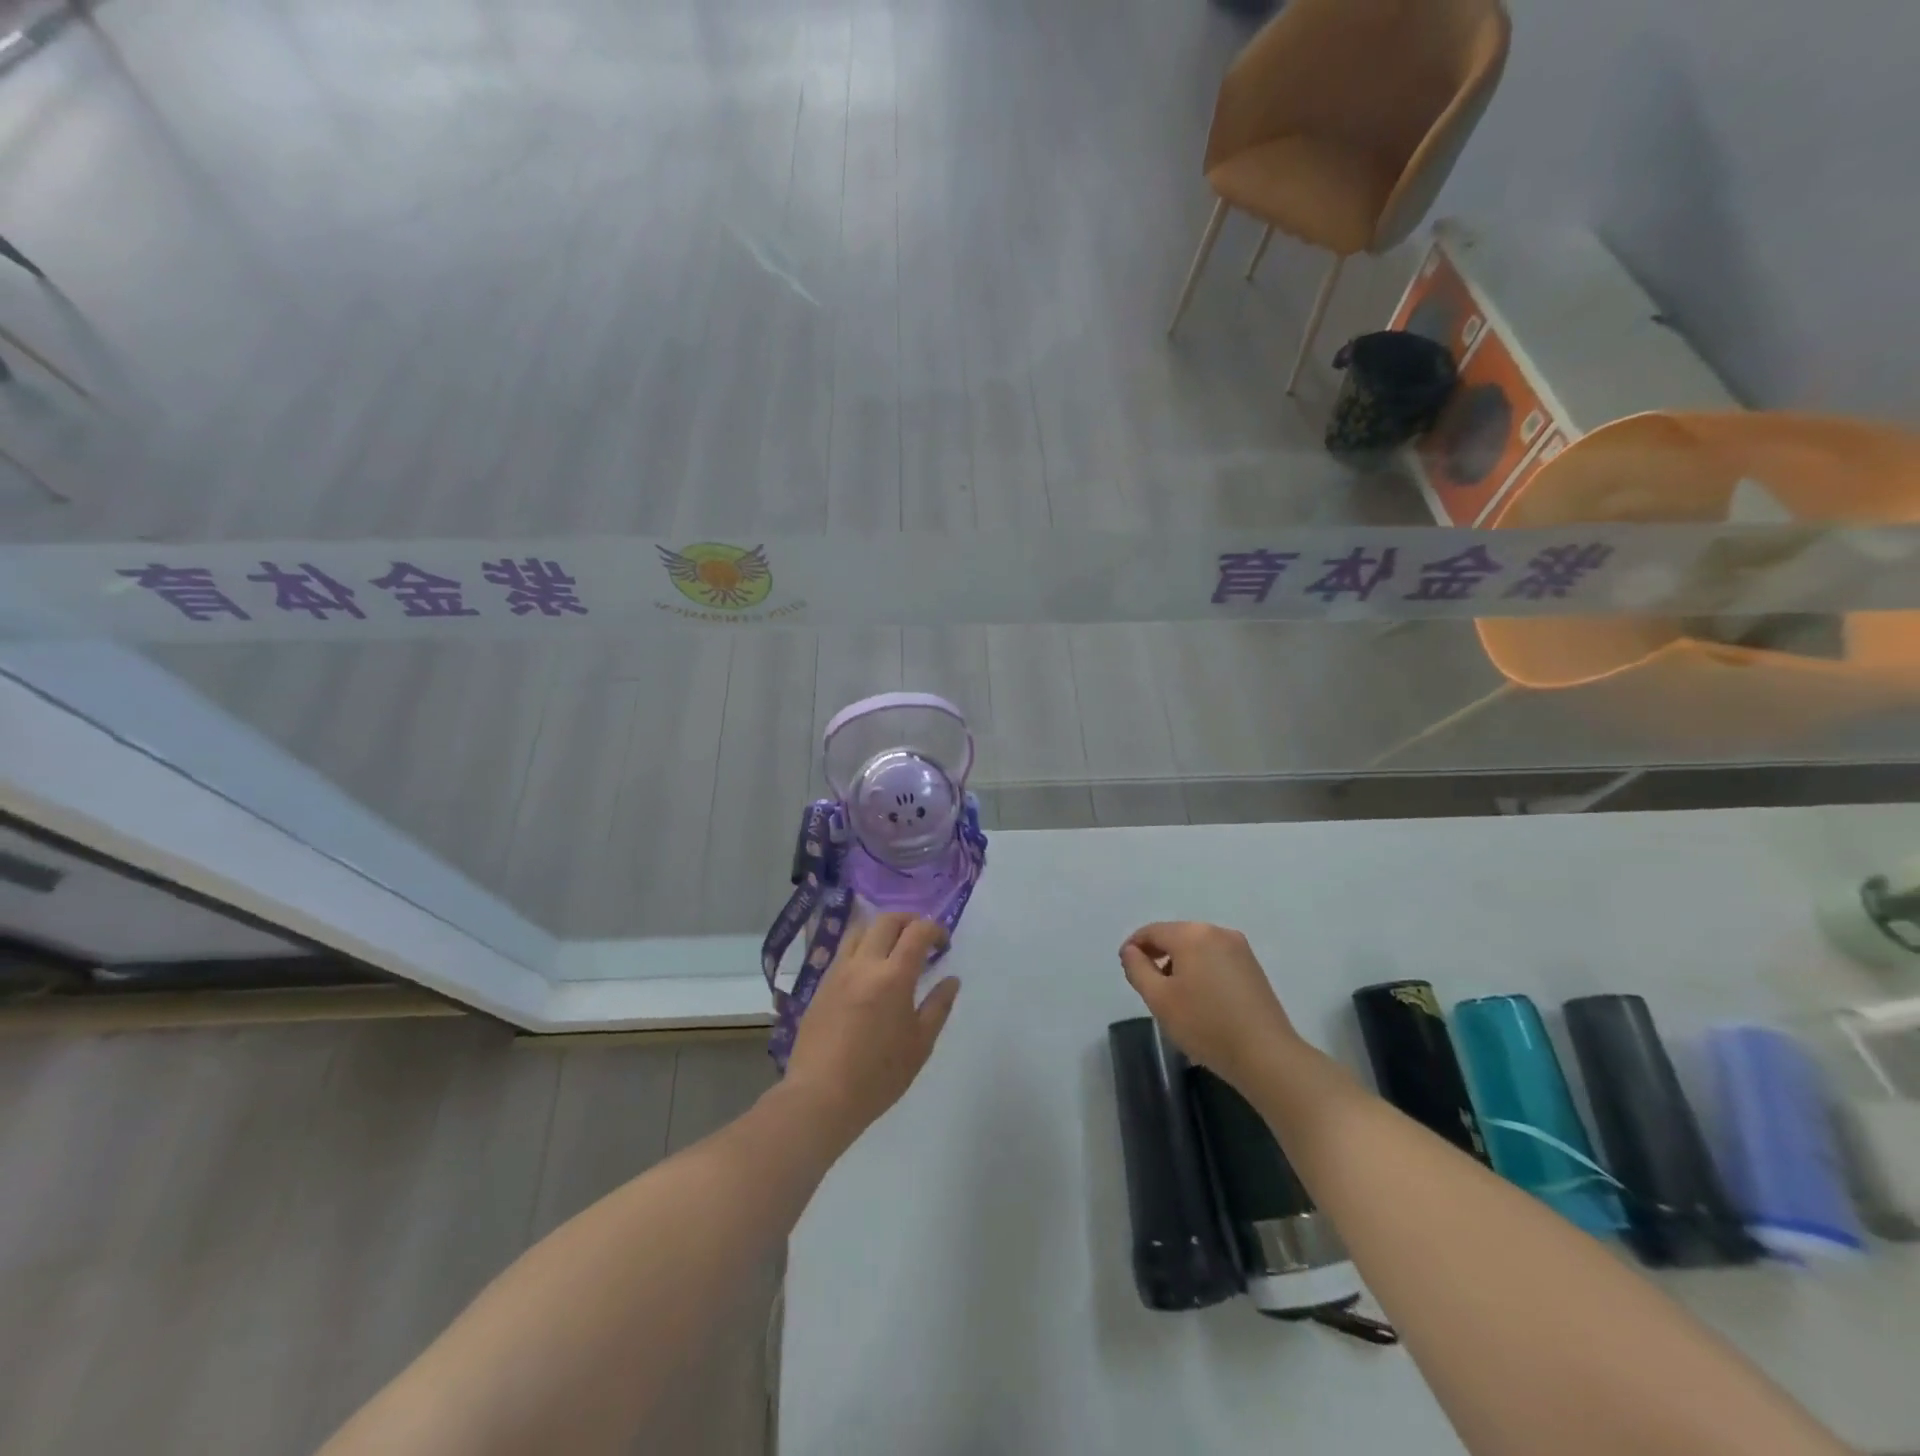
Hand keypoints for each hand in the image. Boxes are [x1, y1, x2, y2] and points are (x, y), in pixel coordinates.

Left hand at [784, 912, 960, 1148]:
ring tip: (893, 949)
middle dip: (909, 921)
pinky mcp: (821, 984)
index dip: (935, 929)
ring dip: (881, 929)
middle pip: (886, 920)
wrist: (821, 1096)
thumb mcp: (920, 1044)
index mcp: (893, 976)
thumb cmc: (878, 1075)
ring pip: (860, 929)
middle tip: (921, 939)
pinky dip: (861, 947)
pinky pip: (843, 951)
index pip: (917, 931)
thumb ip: (938, 1006)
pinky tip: (868, 971)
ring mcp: (838, 971)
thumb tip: (951, 980)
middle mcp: (864, 963)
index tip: (943, 945)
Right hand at [1119, 921, 1301, 1090]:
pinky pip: (1215, 959)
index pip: (1152, 931)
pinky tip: (1200, 999)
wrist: (1267, 1055)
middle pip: (1176, 936)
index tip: (1126, 968)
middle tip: (1148, 985)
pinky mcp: (1253, 966)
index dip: (1134, 947)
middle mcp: (1217, 932)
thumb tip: (1131, 951)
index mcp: (1191, 935)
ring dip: (1180, 964)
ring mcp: (1239, 948)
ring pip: (1197, 948)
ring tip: (1174, 996)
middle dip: (1158, 955)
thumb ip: (1137, 969)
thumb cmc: (1206, 1025)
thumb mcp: (1159, 999)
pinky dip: (1201, 970)